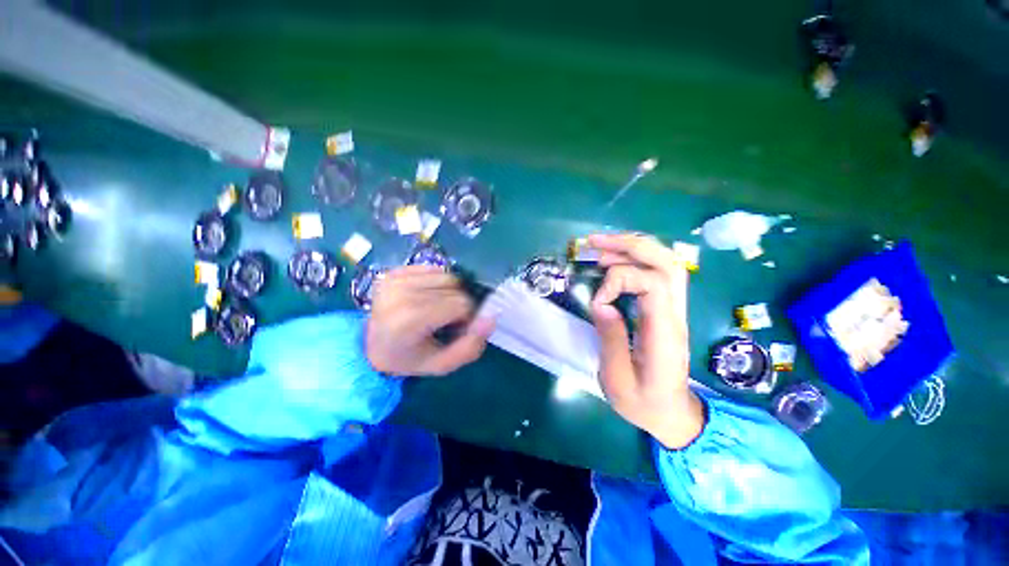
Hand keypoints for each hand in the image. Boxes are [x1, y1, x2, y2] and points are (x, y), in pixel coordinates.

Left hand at [366, 265, 494, 375]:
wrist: (372, 346)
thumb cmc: (409, 358)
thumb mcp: (442, 364)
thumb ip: (471, 346)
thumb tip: (491, 317)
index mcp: (409, 318)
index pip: (461, 304)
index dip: (465, 318)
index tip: (454, 329)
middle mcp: (400, 292)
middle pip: (455, 287)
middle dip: (458, 304)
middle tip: (445, 320)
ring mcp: (395, 278)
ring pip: (447, 275)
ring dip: (450, 292)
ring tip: (436, 308)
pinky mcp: (395, 271)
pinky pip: (434, 269)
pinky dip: (437, 283)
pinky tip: (426, 297)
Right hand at [587, 233, 704, 449]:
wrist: (673, 414)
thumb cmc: (644, 402)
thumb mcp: (618, 380)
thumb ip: (611, 339)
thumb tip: (602, 303)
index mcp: (664, 332)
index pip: (653, 283)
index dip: (619, 280)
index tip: (597, 302)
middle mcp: (676, 314)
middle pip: (667, 262)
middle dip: (631, 245)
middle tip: (596, 243)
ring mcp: (675, 310)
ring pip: (667, 262)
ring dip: (634, 247)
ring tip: (601, 248)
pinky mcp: (667, 310)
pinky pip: (658, 273)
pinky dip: (636, 259)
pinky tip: (614, 262)